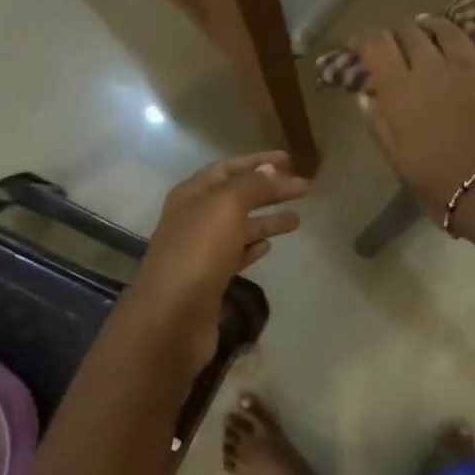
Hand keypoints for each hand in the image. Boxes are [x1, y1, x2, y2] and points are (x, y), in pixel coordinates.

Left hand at [119, 152, 308, 370]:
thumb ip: (253, 186)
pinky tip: (270, 246)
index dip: (258, 161)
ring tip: (298, 220)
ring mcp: (200, 250)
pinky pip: (235, 254)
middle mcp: (194, 218)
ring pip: (239, 227)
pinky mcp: (210, 279)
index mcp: (192, 194)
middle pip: (236, 197)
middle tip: (302, 189)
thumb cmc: (198, 251)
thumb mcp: (227, 206)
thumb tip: (272, 170)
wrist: (172, 315)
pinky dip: (253, 247)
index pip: (228, 168)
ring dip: (267, 220)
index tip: (289, 159)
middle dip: (268, 190)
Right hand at [352, 14, 474, 230]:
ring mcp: (474, 67)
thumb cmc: (439, 185)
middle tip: (397, 43)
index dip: (364, 40)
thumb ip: (379, 125)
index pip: (376, 46)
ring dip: (435, 25)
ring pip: (451, 29)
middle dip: (399, 34)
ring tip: (430, 26)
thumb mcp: (398, 161)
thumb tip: (363, 97)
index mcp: (402, 91)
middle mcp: (434, 68)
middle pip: (411, 33)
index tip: (360, 45)